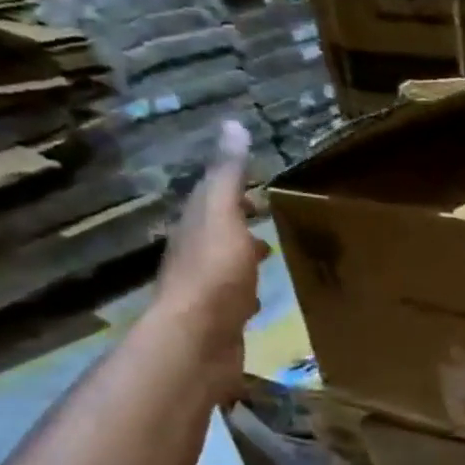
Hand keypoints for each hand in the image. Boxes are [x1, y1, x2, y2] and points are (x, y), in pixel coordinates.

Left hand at [152, 120, 266, 397]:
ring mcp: (207, 293)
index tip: (260, 190)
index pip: (213, 202)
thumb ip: (229, 177)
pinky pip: (235, 300)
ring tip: (268, 257)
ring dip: (243, 259)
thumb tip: (232, 125)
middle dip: (240, 226)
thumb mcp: (223, 215)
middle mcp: (195, 258)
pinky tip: (259, 302)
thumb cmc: (213, 274)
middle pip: (218, 235)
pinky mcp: (220, 323)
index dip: (234, 193)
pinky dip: (248, 293)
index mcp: (196, 230)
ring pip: (227, 268)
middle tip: (267, 220)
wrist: (197, 340)